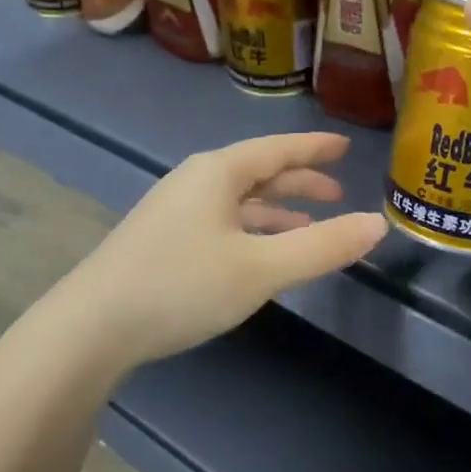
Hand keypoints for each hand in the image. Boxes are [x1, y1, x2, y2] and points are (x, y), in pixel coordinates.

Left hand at [51, 132, 386, 369]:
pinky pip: (220, 223)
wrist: (93, 325)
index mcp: (218, 173)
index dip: (314, 148)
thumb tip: (378, 224)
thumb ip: (321, 247)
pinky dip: (249, 231)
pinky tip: (258, 256)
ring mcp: (173, 211)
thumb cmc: (182, 285)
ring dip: (274, 211)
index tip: (344, 146)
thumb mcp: (261, 269)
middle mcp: (194, 182)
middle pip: (256, 172)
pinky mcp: (161, 241)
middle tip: (335, 194)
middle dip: (298, 182)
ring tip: (307, 227)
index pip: (277, 149)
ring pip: (237, 201)